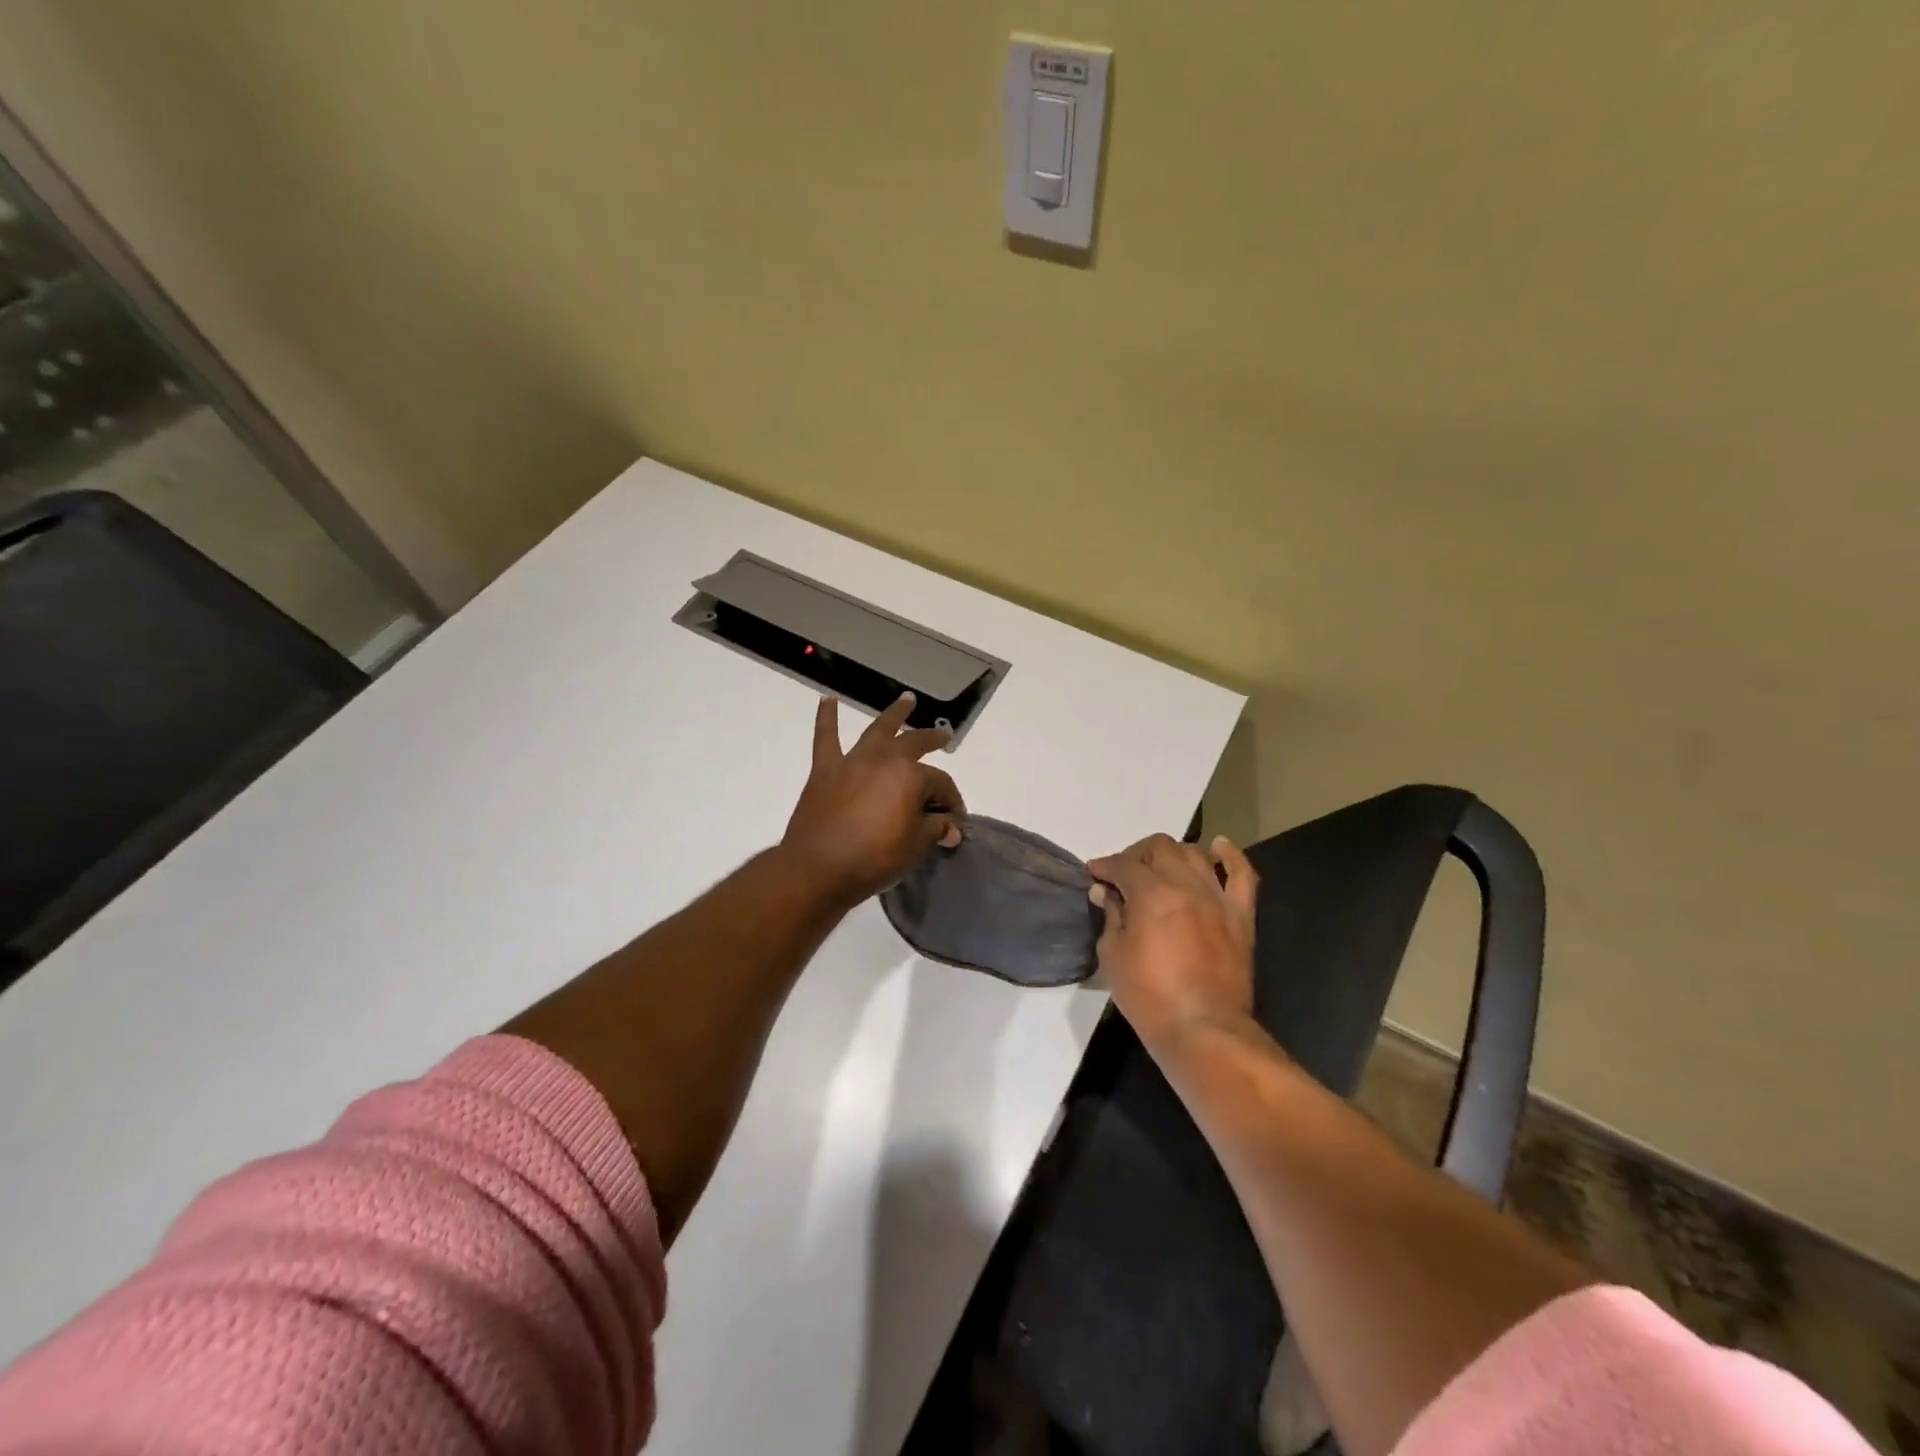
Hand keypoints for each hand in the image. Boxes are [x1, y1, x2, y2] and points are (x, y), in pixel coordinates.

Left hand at [780, 694, 965, 907]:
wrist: (818, 868)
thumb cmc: (874, 859)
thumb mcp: (915, 847)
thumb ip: (935, 830)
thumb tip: (951, 827)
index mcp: (911, 776)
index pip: (941, 784)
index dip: (951, 802)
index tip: (954, 821)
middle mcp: (884, 759)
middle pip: (915, 744)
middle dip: (932, 740)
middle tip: (942, 737)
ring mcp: (853, 761)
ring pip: (878, 730)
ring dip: (894, 714)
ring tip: (906, 700)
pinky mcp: (825, 770)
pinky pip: (826, 737)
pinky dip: (826, 717)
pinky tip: (827, 699)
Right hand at [1087, 833, 1260, 1061]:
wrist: (1203, 1030)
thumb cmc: (1149, 997)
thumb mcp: (1113, 956)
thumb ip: (1111, 917)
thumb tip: (1107, 893)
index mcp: (1151, 893)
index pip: (1123, 864)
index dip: (1104, 866)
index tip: (1094, 874)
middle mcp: (1186, 885)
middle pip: (1160, 848)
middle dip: (1136, 855)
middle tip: (1125, 874)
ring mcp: (1217, 898)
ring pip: (1195, 854)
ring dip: (1173, 854)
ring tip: (1161, 867)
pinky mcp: (1241, 916)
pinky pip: (1242, 875)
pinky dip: (1230, 856)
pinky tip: (1218, 847)